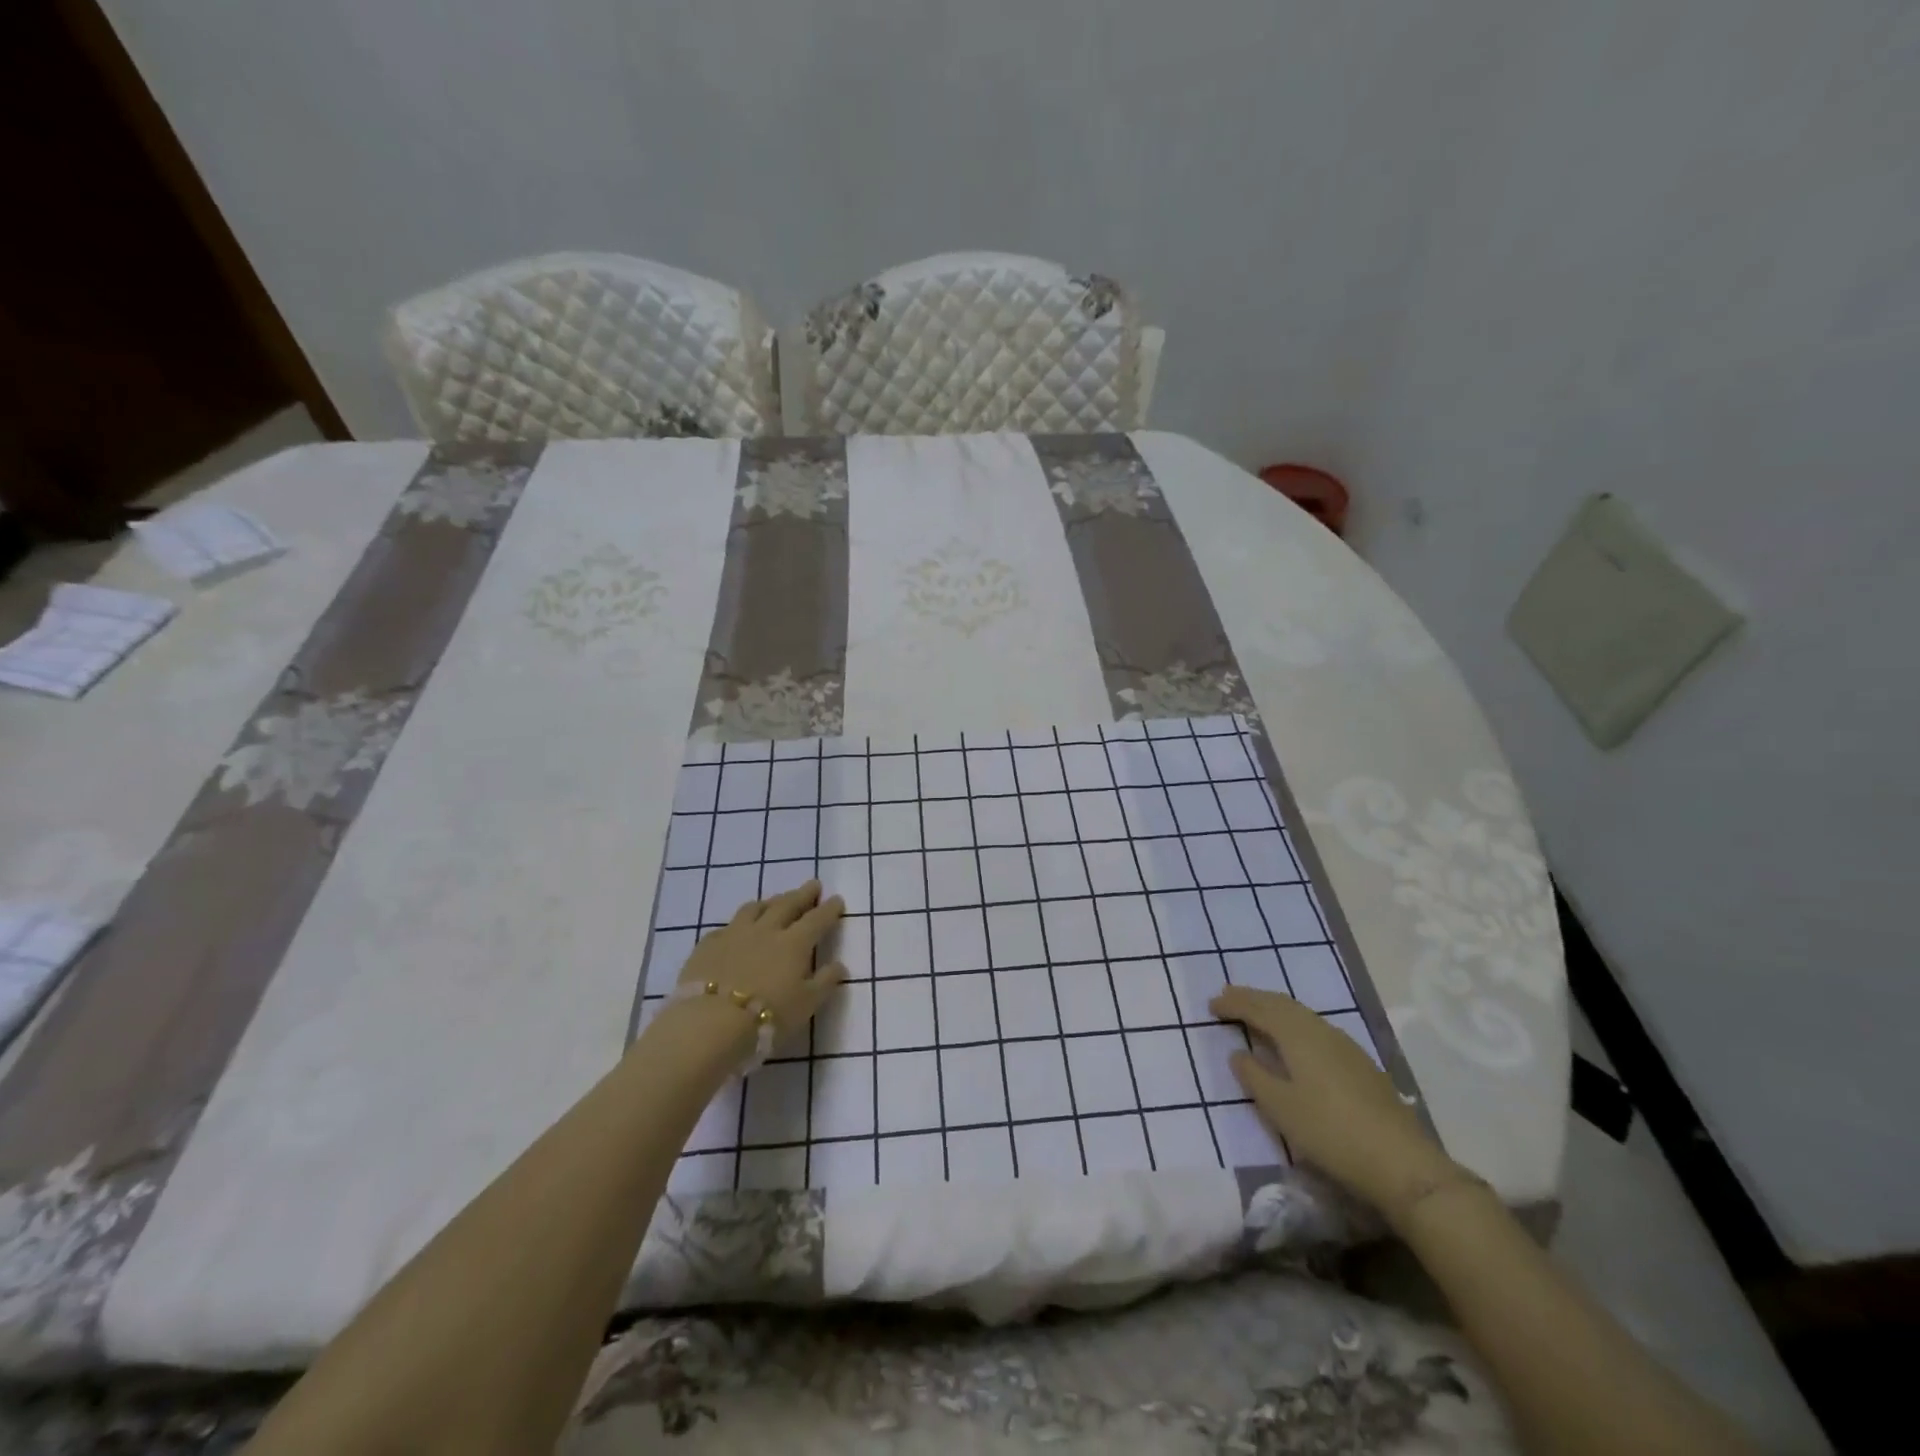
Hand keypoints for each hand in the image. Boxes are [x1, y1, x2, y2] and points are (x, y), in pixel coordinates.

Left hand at [674, 881, 846, 1054]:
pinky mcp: (707, 945)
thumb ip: (825, 982)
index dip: (829, 909)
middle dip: (802, 894)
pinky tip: (736, 930)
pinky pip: (726, 927)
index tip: (837, 899)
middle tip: (812, 885)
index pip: (816, 919)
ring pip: (754, 909)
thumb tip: (840, 965)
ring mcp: (734, 934)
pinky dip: (737, 925)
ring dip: (769, 903)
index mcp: (794, 943)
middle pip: (787, 905)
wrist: (709, 1024)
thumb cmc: (766, 1017)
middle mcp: (766, 930)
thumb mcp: (806, 1005)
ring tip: (775, 901)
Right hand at [1212, 985, 1456, 1221]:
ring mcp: (1345, 1046)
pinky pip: (1316, 1029)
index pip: (1260, 1009)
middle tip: (1229, 996)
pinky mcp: (1360, 1064)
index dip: (1234, 1003)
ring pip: (1302, 1015)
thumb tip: (1238, 1053)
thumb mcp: (1281, 1108)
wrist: (1402, 1164)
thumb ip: (1255, 1077)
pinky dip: (1295, 1024)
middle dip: (1254, 998)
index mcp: (1298, 1035)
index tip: (1211, 1004)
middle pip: (1282, 1004)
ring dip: (1275, 1009)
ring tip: (1257, 1013)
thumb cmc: (1330, 1132)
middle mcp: (1321, 1031)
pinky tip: (1295, 1040)